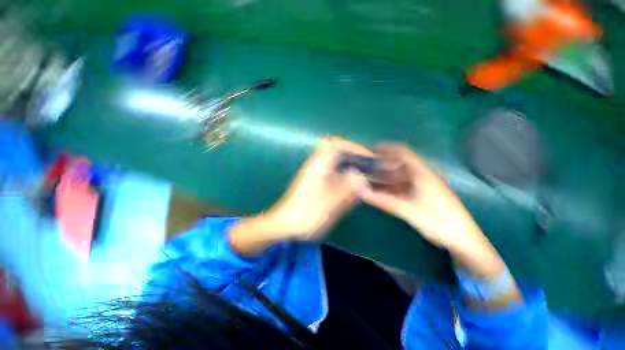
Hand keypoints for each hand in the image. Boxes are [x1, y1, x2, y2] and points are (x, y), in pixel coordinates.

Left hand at [265, 137, 371, 240]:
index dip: (354, 147)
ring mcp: (314, 175)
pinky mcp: (314, 185)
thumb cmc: (307, 213)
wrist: (285, 226)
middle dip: (353, 160)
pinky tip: (348, 194)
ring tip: (360, 184)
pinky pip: (333, 177)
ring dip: (349, 172)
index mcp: (319, 164)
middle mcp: (316, 166)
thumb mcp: (332, 201)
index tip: (368, 157)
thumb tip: (361, 176)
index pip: (337, 144)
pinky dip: (343, 182)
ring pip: (336, 166)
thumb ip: (349, 187)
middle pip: (338, 154)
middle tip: (366, 171)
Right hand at [360, 144, 482, 248]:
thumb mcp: (408, 210)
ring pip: (402, 176)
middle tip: (368, 168)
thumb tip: (362, 192)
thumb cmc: (438, 221)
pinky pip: (405, 186)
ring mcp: (424, 186)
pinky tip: (384, 192)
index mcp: (422, 174)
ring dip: (387, 177)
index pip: (404, 153)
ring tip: (372, 180)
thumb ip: (383, 201)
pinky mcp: (424, 195)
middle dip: (385, 164)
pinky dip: (393, 187)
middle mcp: (423, 177)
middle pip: (401, 164)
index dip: (389, 149)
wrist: (463, 240)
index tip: (373, 150)